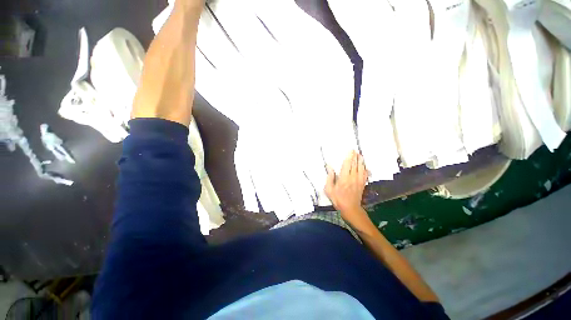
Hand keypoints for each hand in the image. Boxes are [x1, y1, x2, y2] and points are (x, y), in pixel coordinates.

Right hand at [325, 151, 367, 213]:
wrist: (350, 208)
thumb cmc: (337, 199)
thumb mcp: (329, 189)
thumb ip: (330, 177)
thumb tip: (329, 166)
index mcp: (344, 178)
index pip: (347, 164)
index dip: (349, 156)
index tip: (350, 150)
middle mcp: (353, 177)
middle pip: (355, 164)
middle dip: (355, 157)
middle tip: (355, 150)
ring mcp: (359, 180)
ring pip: (361, 168)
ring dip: (361, 161)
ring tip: (360, 155)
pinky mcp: (363, 184)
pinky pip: (365, 174)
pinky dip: (365, 168)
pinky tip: (364, 166)